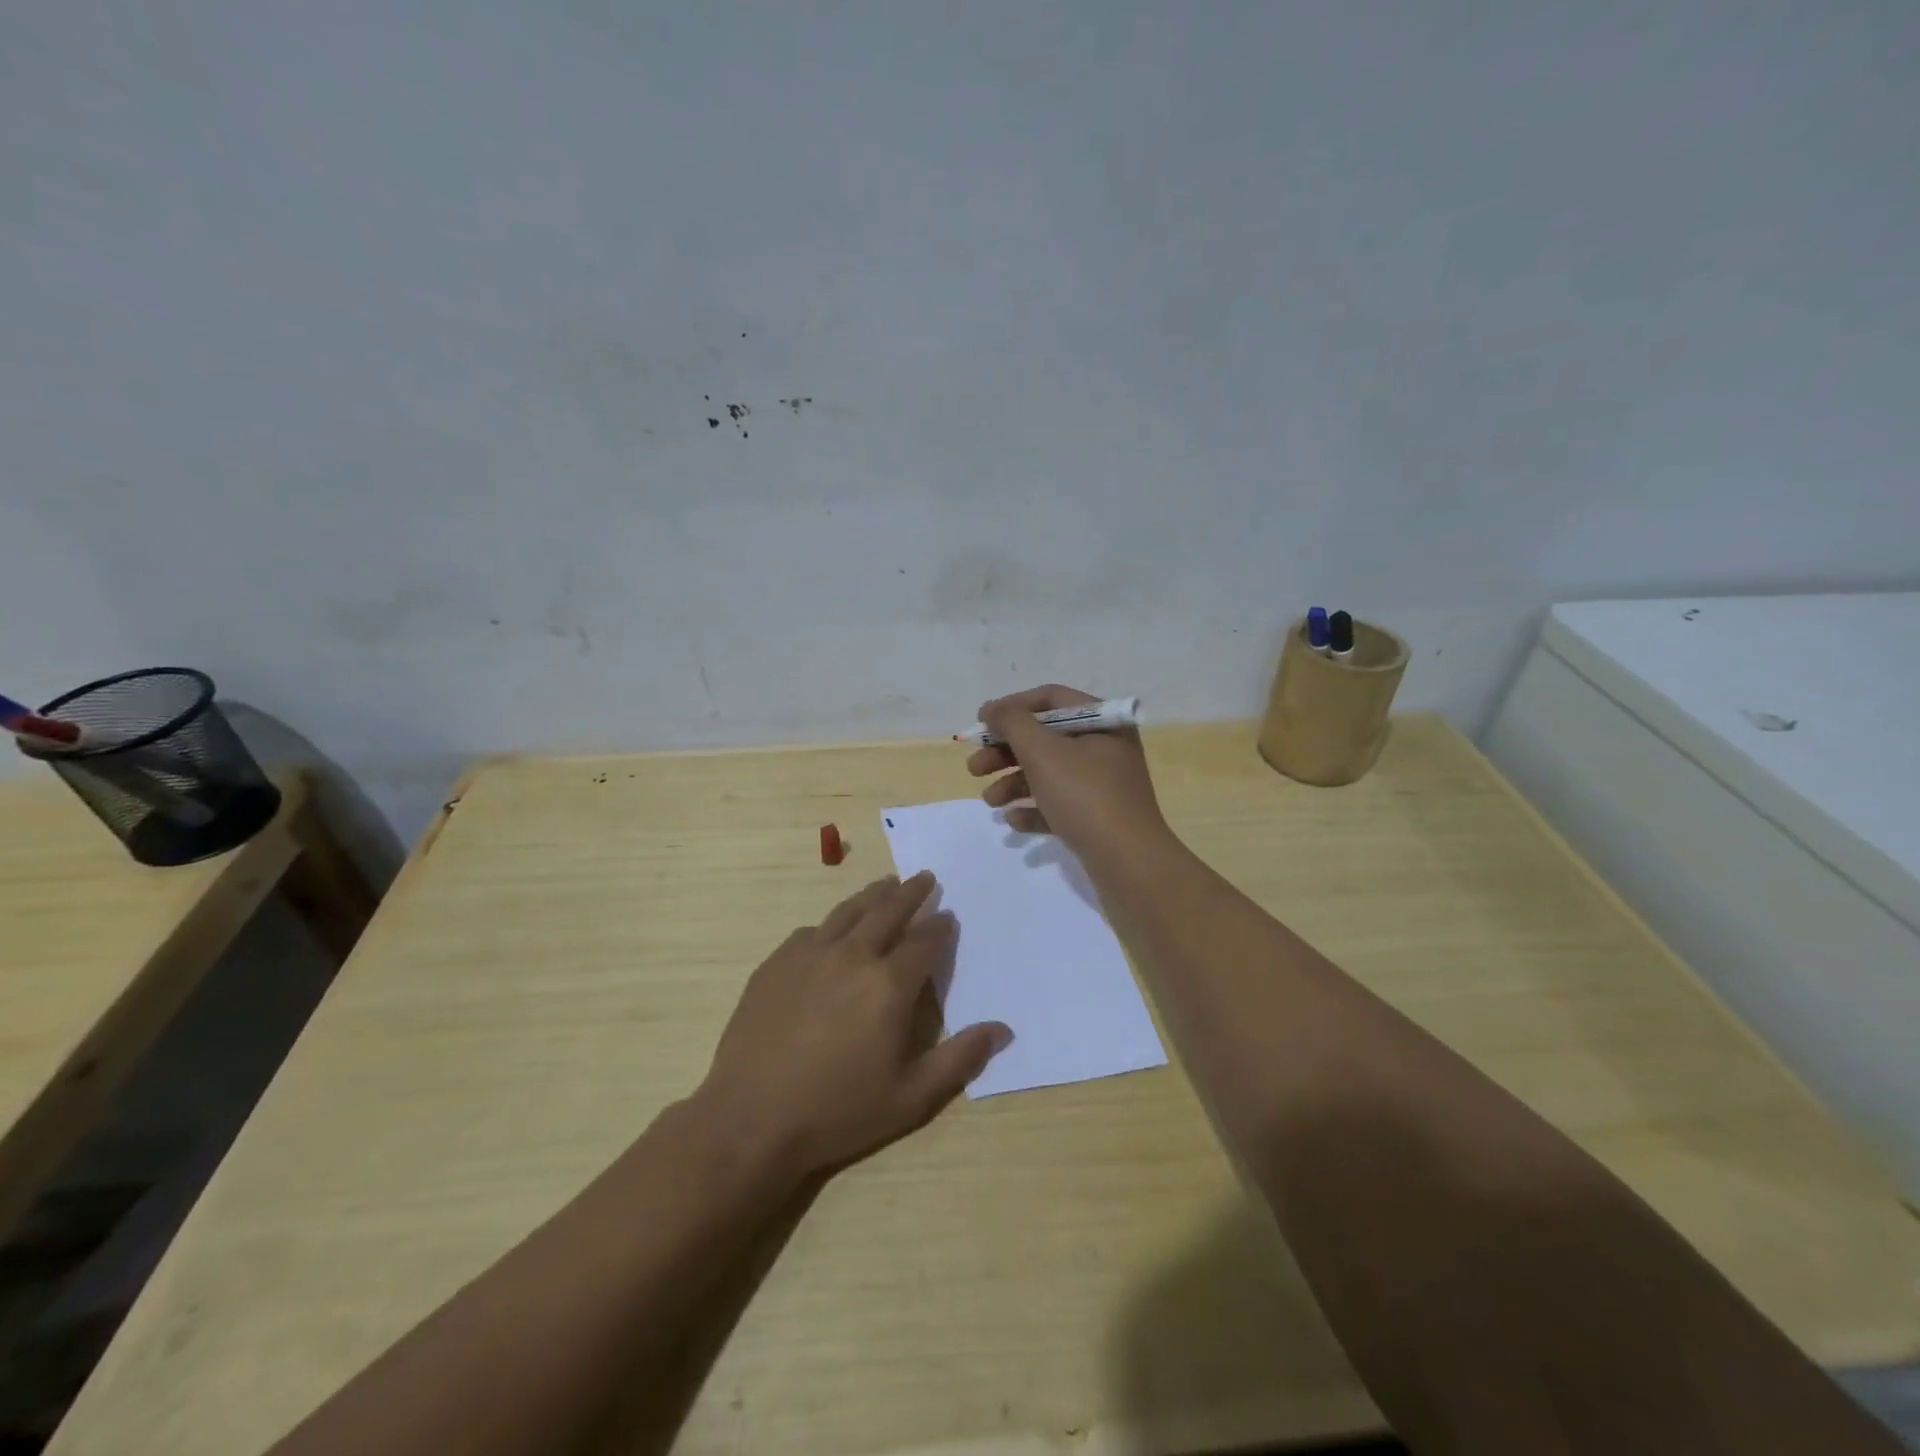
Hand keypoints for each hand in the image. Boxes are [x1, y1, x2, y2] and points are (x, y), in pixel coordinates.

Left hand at [695, 872, 1009, 1178]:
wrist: (750, 1119)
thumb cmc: (838, 1111)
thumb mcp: (911, 1098)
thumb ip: (960, 1059)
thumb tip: (1003, 1029)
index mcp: (889, 985)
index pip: (924, 941)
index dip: (940, 927)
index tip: (948, 916)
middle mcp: (853, 956)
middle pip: (888, 911)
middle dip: (911, 892)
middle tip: (924, 877)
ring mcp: (810, 954)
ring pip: (849, 911)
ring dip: (873, 895)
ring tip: (886, 884)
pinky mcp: (777, 962)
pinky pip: (812, 931)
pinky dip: (831, 924)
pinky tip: (832, 930)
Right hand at [966, 684, 1170, 860]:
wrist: (1128, 863)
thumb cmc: (1085, 796)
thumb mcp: (1043, 752)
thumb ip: (1013, 724)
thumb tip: (994, 710)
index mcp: (1102, 722)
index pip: (1051, 698)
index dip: (1012, 707)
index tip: (980, 723)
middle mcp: (1105, 748)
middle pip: (1046, 738)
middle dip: (1006, 751)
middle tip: (974, 768)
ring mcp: (1103, 785)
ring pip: (1048, 773)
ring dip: (1013, 782)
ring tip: (989, 801)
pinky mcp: (1097, 817)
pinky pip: (1058, 805)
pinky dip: (1033, 809)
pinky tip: (1012, 820)